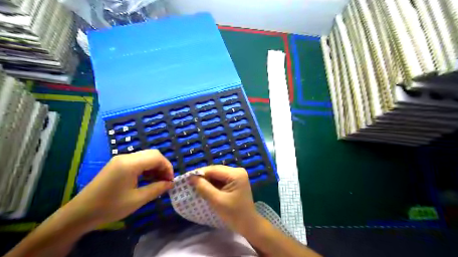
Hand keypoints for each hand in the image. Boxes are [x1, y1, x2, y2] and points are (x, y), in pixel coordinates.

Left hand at [63, 150, 172, 229]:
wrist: (80, 213)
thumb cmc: (110, 207)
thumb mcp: (137, 200)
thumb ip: (157, 189)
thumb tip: (171, 183)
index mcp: (130, 164)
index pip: (157, 157)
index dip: (168, 167)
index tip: (170, 181)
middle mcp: (126, 157)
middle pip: (152, 154)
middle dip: (162, 166)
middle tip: (165, 181)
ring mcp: (120, 159)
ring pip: (145, 157)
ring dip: (155, 167)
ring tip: (157, 182)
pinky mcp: (117, 164)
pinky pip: (137, 161)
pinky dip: (146, 168)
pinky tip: (147, 179)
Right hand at [188, 166, 258, 232]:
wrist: (248, 224)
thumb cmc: (234, 214)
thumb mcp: (217, 201)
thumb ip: (204, 188)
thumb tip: (191, 177)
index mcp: (236, 174)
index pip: (214, 169)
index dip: (199, 173)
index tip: (186, 178)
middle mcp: (237, 171)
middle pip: (216, 171)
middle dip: (203, 177)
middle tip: (189, 183)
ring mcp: (237, 175)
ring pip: (217, 175)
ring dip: (207, 180)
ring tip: (195, 185)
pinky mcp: (235, 181)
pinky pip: (221, 179)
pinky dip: (213, 184)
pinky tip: (205, 188)